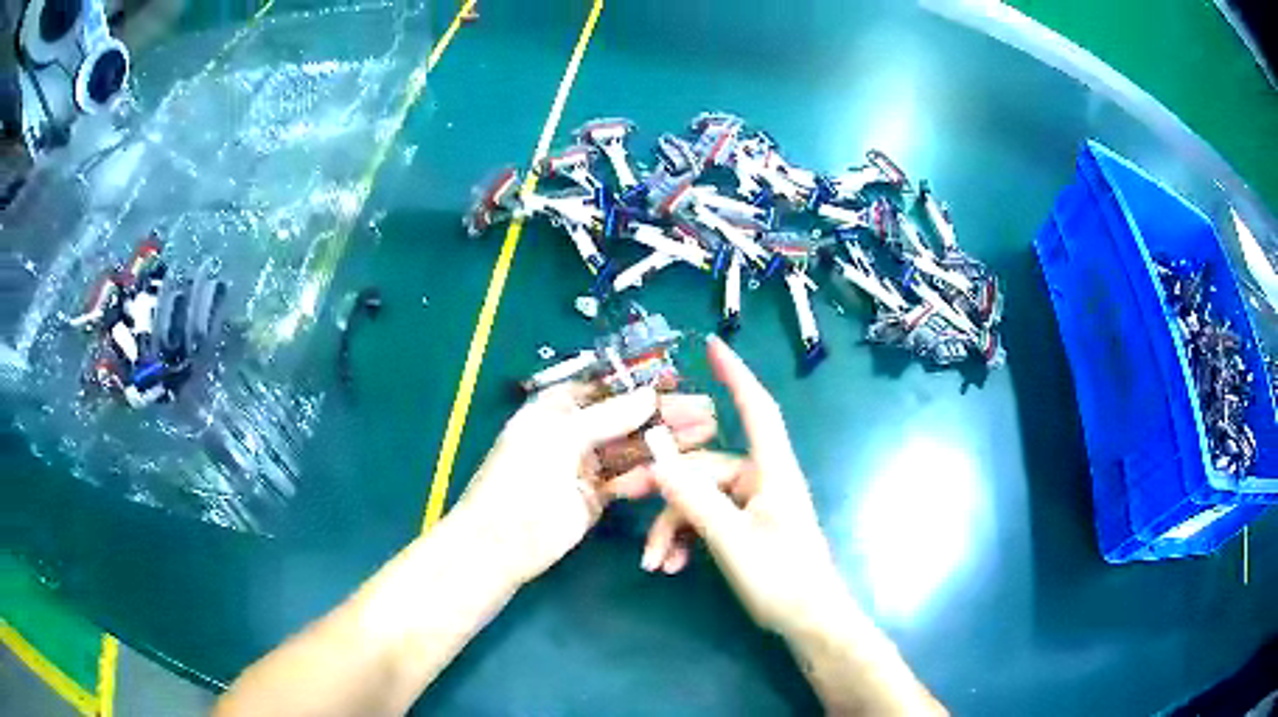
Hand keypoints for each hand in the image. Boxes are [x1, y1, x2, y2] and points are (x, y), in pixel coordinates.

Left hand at [450, 383, 717, 587]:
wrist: (504, 541)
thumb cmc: (523, 477)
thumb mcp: (561, 437)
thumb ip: (608, 417)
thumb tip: (649, 396)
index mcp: (556, 407)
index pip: (606, 388)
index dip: (642, 385)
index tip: (680, 383)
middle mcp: (572, 431)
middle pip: (625, 417)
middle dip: (663, 414)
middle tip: (706, 412)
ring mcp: (585, 464)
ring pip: (631, 447)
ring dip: (664, 442)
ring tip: (704, 435)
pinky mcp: (596, 495)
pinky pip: (628, 477)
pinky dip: (649, 472)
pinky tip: (676, 468)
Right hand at [608, 336, 847, 635]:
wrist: (809, 623)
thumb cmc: (783, 580)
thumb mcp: (732, 542)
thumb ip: (694, 499)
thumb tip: (656, 456)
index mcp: (771, 471)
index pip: (756, 409)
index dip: (735, 375)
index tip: (712, 346)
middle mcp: (761, 480)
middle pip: (704, 467)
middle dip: (664, 486)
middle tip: (621, 497)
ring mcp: (752, 506)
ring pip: (698, 499)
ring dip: (672, 526)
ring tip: (654, 562)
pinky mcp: (745, 528)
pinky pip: (706, 520)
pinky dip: (684, 538)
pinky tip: (670, 565)